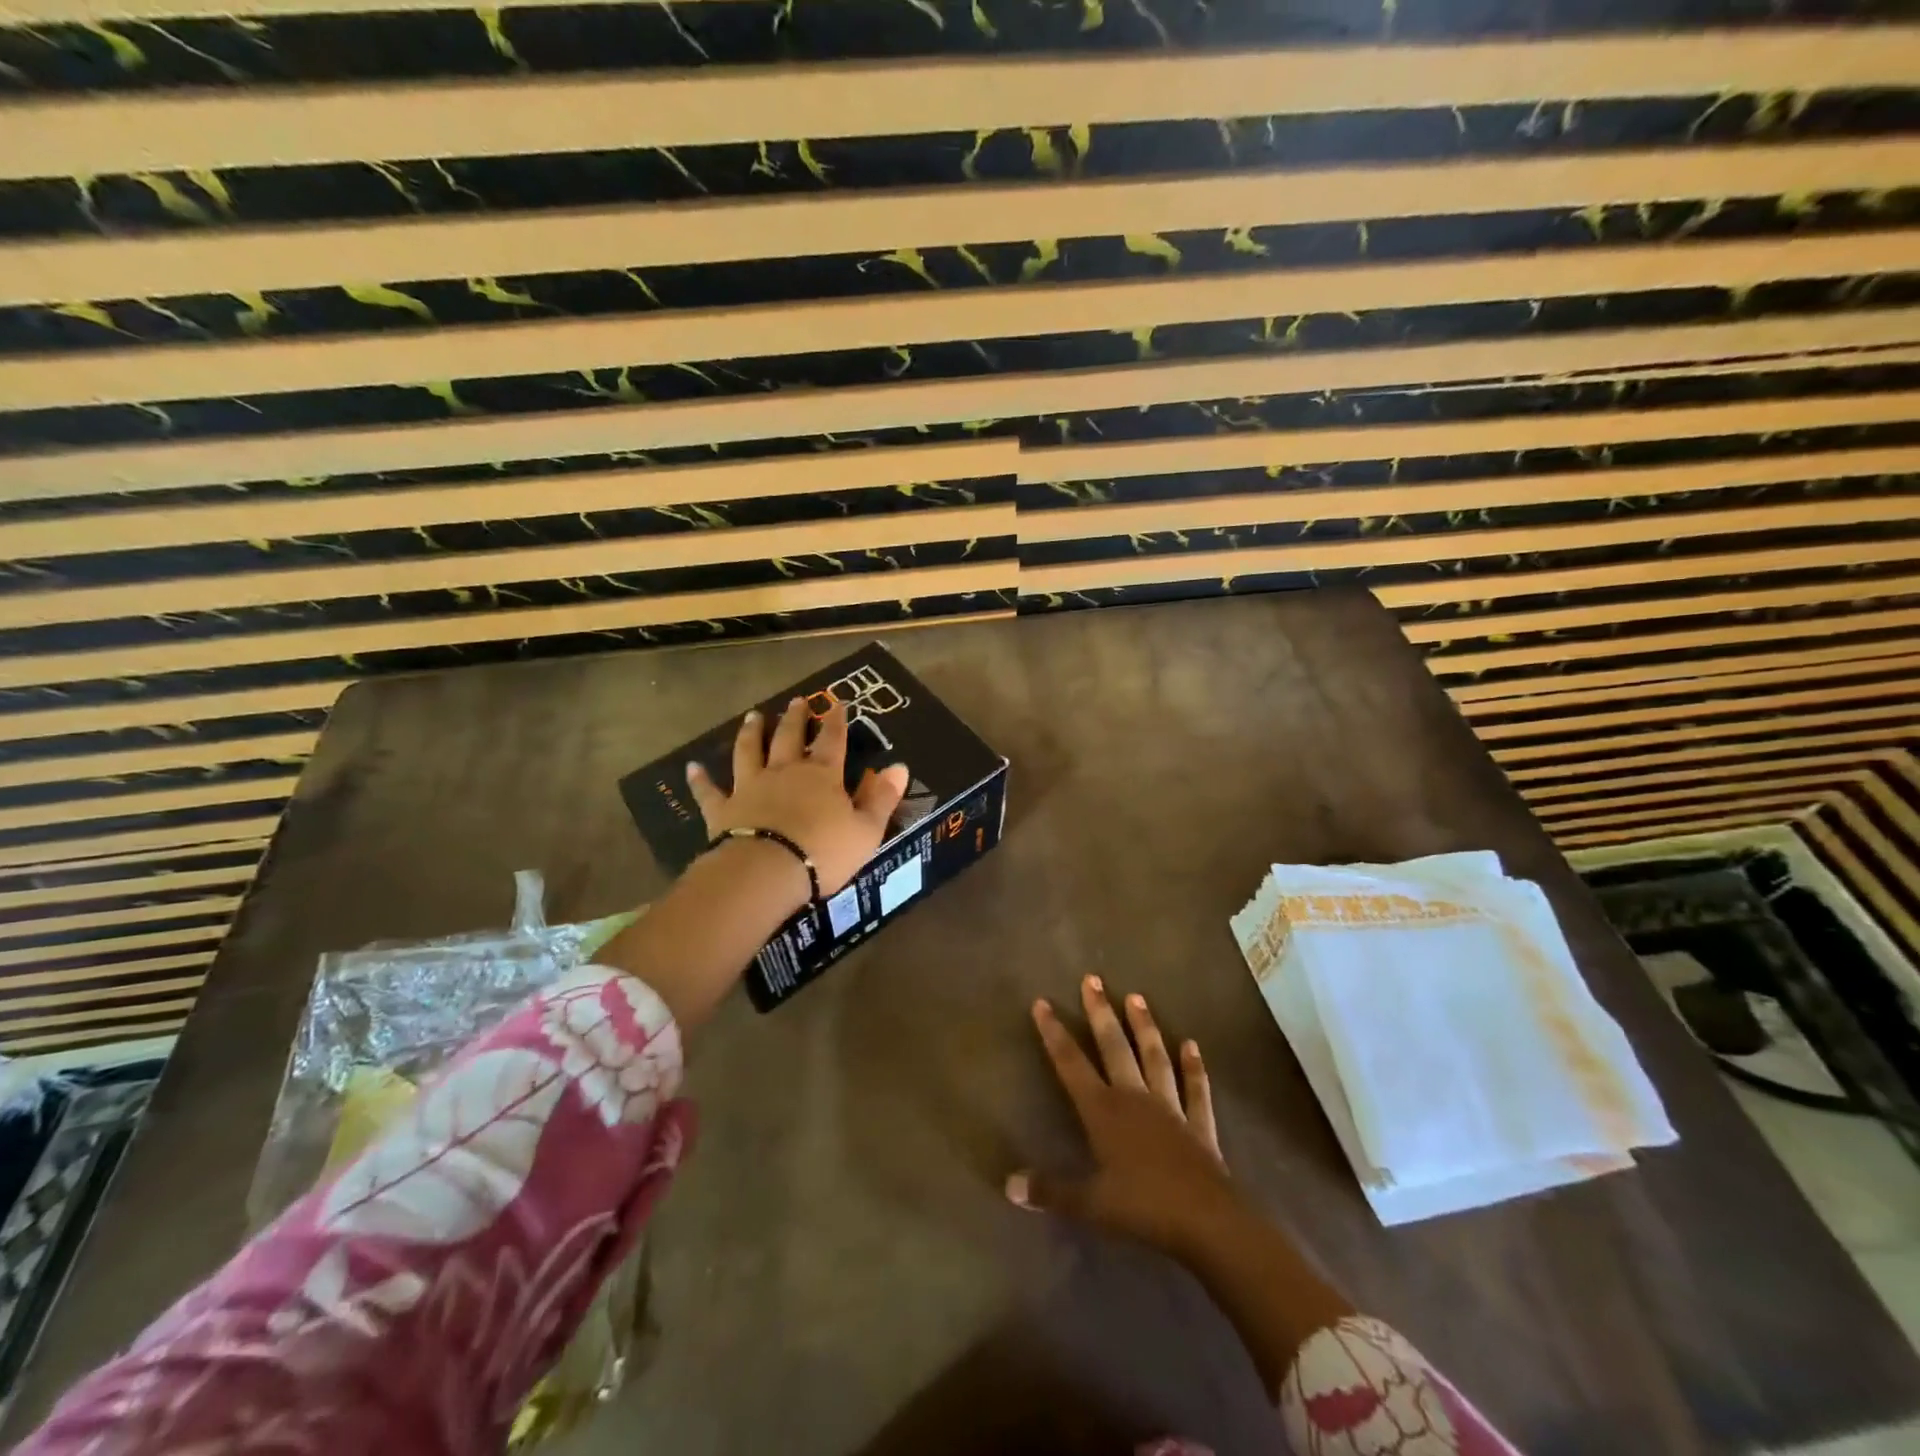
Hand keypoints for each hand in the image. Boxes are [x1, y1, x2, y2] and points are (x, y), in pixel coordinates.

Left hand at [686, 697, 908, 895]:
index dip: (836, 720)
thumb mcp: (866, 829)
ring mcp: (750, 787)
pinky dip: (699, 779)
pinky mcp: (723, 810)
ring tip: (753, 716)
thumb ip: (882, 797)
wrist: (766, 872)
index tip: (837, 701)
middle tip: (796, 701)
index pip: (833, 740)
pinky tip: (691, 767)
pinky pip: (709, 791)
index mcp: (822, 775)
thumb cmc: (823, 852)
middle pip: (789, 737)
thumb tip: (900, 767)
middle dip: (795, 718)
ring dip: (752, 732)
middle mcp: (785, 772)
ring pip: (749, 751)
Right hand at [1008, 975, 1243, 1261]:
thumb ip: (1050, 1190)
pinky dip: (1194, 1067)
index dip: (1054, 1033)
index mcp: (1104, 1111)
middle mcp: (1134, 1098)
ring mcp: (1170, 1107)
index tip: (1042, 1003)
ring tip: (1136, 996)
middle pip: (1114, 1047)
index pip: (1071, 1064)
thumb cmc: (1143, 1208)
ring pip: (1153, 1057)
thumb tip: (1009, 1185)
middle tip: (1092, 979)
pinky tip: (1192, 1045)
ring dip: (1144, 1027)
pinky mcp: (1199, 1124)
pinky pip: (1196, 1089)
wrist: (1206, 1221)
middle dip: (1100, 1012)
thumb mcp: (1089, 1204)